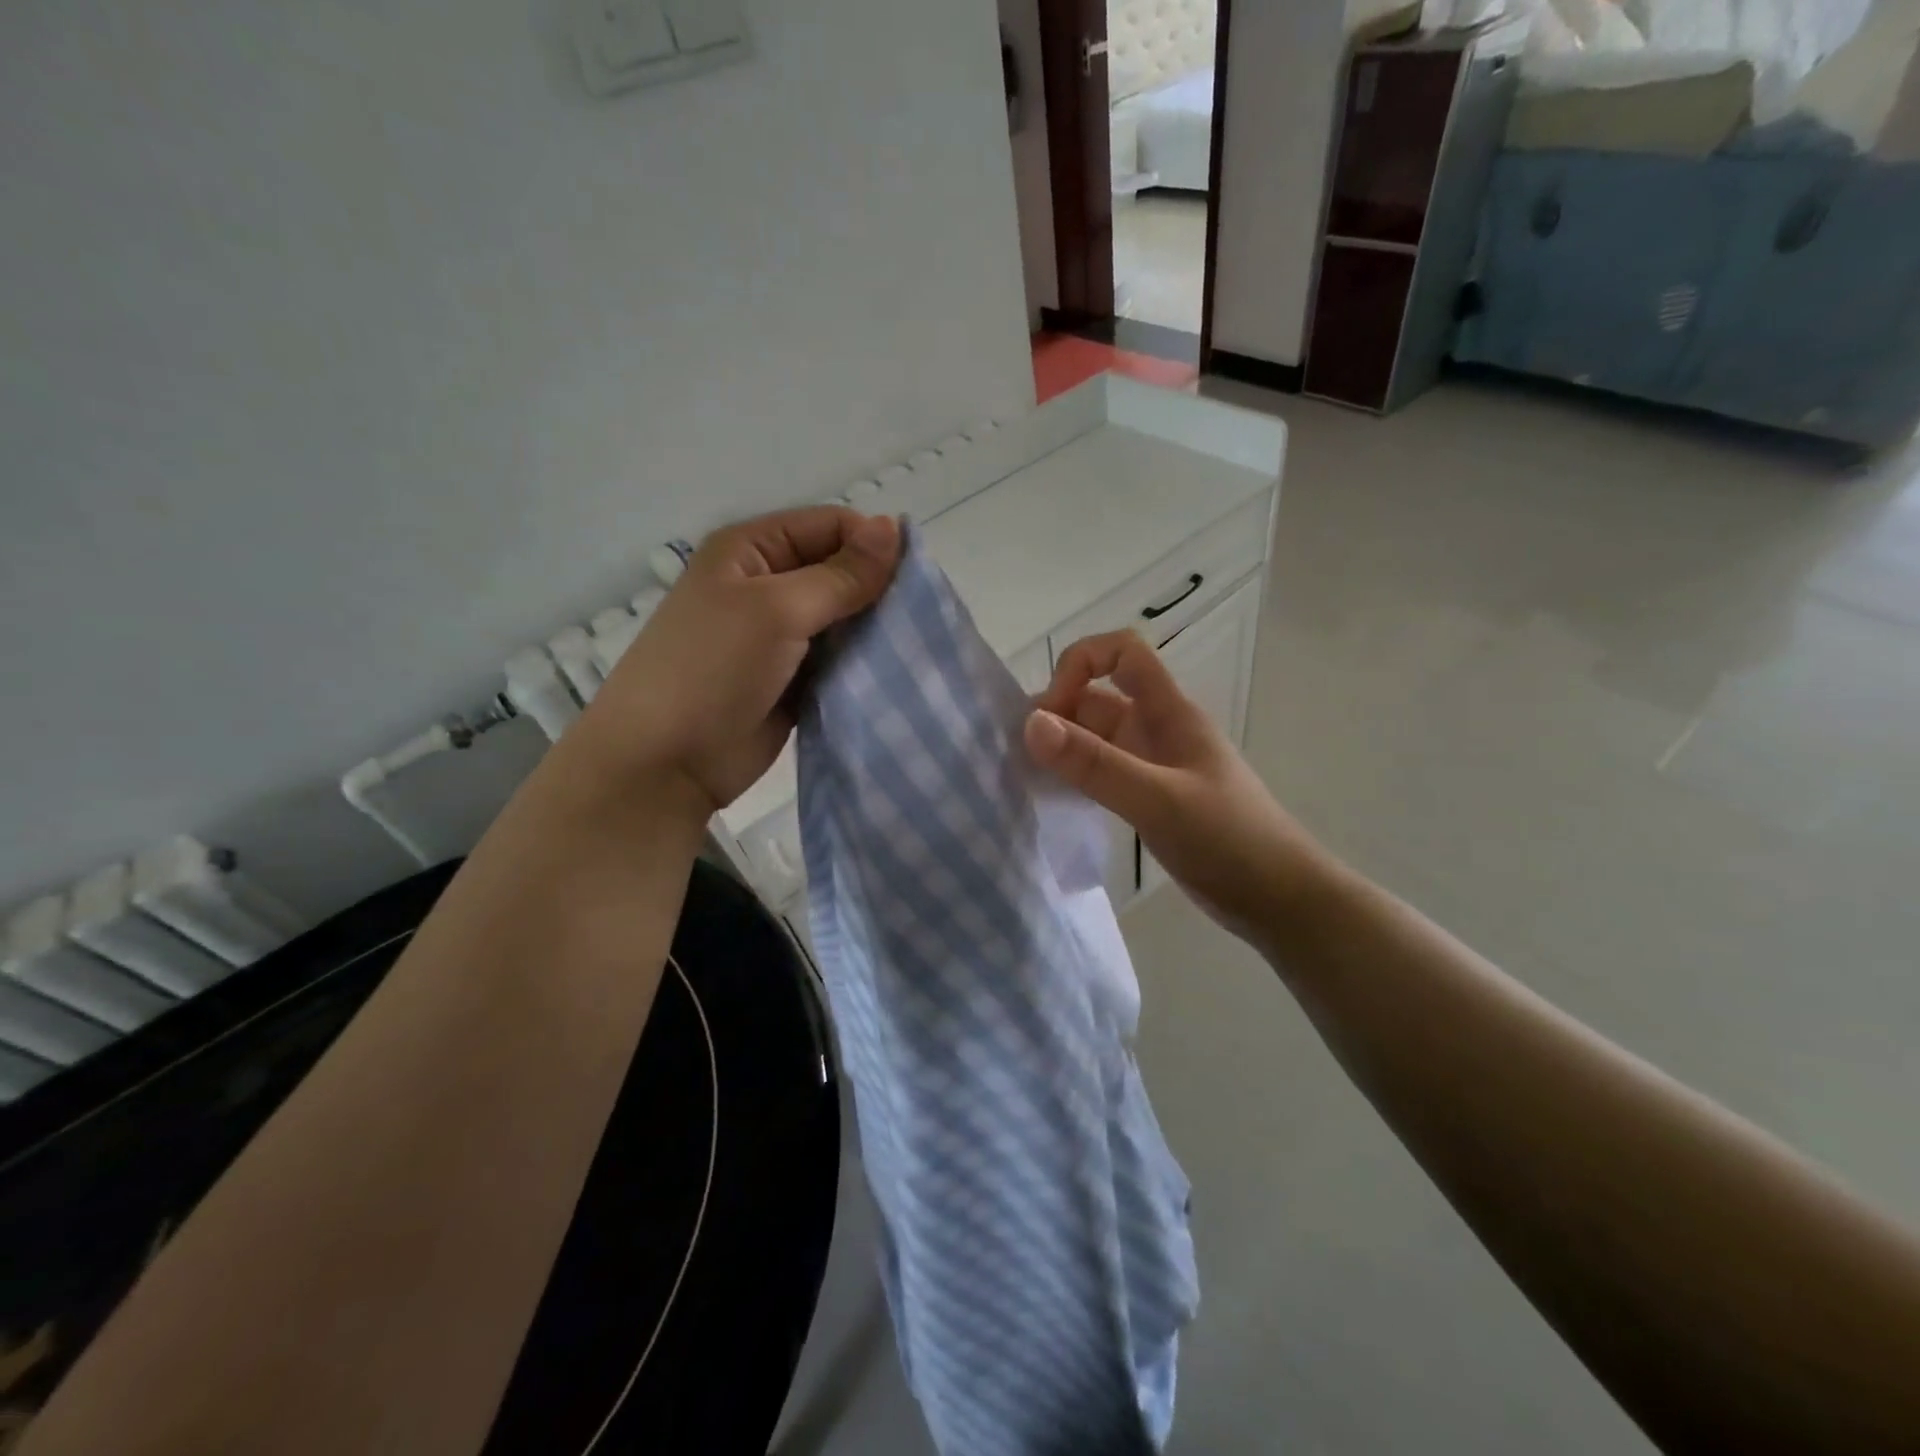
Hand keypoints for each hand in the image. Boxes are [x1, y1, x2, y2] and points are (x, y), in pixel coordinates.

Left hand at [578, 507, 900, 815]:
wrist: (668, 762)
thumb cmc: (713, 669)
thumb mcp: (777, 610)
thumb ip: (841, 574)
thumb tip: (896, 527)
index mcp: (753, 550)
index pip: (830, 526)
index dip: (872, 545)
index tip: (914, 580)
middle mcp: (768, 585)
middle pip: (840, 571)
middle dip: (878, 591)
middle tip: (919, 619)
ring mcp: (781, 636)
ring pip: (844, 619)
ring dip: (874, 630)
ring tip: (912, 647)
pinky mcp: (794, 679)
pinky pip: (839, 659)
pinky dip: (863, 663)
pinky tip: (894, 672)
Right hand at [1024, 630, 1326, 941]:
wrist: (1279, 899)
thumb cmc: (1228, 840)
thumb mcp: (1158, 799)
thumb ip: (1096, 764)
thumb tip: (1031, 723)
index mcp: (1169, 713)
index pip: (1123, 652)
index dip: (1081, 663)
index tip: (1050, 712)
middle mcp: (1158, 730)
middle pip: (1099, 698)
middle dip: (1058, 714)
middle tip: (1022, 756)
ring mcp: (1154, 766)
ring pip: (1097, 739)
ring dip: (1063, 748)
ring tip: (1028, 778)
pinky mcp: (1151, 799)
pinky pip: (1103, 773)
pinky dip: (1077, 777)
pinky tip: (1056, 801)